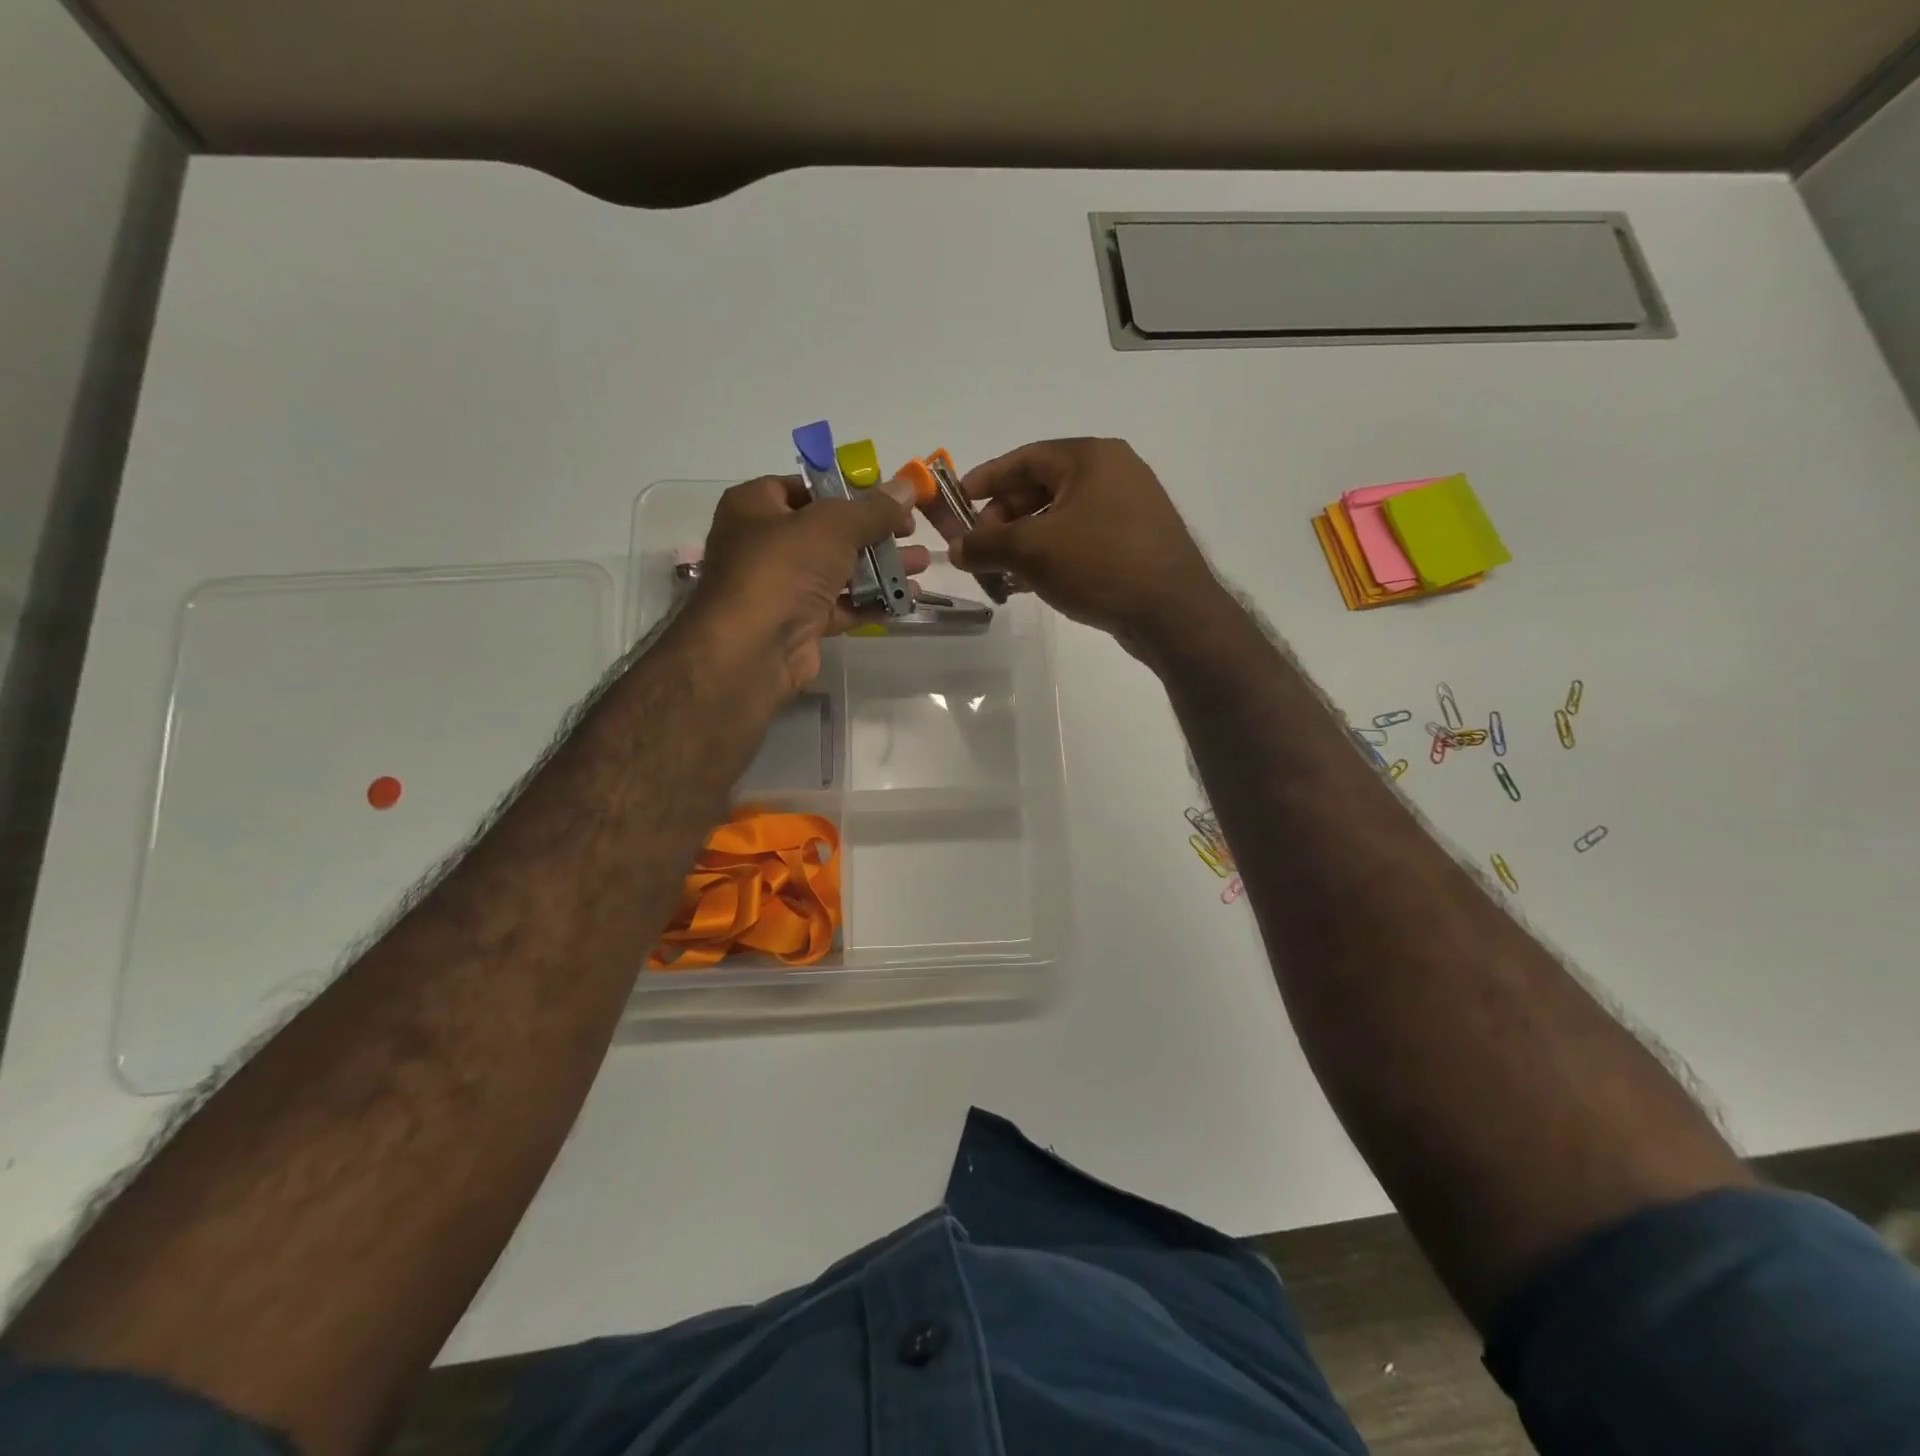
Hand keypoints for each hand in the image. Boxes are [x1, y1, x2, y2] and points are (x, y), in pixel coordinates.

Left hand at [689, 474, 927, 696]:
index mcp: (756, 506)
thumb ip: (873, 508)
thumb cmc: (784, 568)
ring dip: (880, 568)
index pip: (805, 487)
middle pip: (828, 532)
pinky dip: (871, 601)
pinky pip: (840, 606)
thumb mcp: (834, 526)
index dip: (848, 490)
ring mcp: (781, 587)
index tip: (888, 498)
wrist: (753, 648)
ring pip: (838, 571)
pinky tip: (906, 598)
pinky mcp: (798, 623)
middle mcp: (763, 543)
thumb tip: (908, 486)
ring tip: (921, 566)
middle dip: (874, 533)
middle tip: (911, 532)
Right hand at [950, 439, 1224, 654]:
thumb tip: (956, 549)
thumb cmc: (1099, 564)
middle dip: (1003, 520)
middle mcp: (1113, 473)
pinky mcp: (1135, 542)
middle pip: (1041, 488)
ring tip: (1000, 573)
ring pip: (1059, 518)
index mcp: (1090, 457)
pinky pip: (1080, 539)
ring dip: (1024, 543)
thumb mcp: (1032, 551)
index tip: (957, 503)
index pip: (1024, 458)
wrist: (1172, 612)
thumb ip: (986, 545)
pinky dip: (1051, 556)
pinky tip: (1030, 584)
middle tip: (980, 549)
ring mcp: (1129, 508)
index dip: (986, 480)